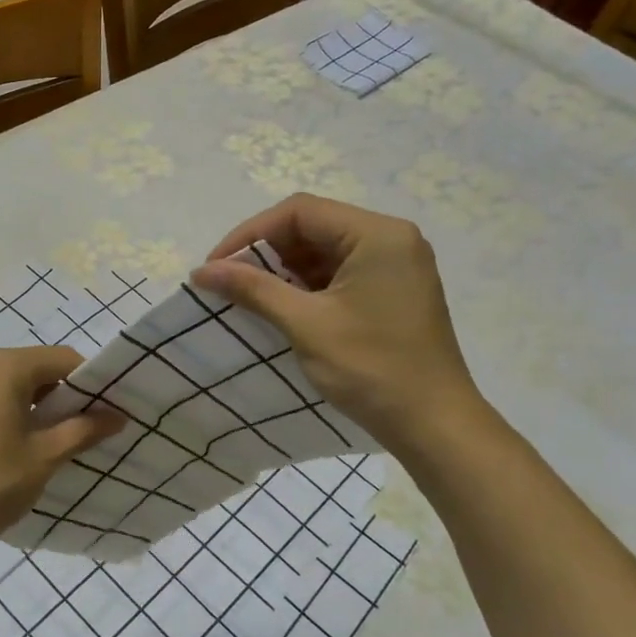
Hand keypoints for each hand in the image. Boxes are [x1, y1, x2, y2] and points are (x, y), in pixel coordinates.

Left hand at [0, 346, 121, 569]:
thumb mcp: (43, 459)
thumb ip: (83, 429)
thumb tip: (118, 415)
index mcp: (2, 367)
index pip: (61, 359)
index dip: (87, 383)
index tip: (99, 411)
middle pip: (26, 369)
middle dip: (52, 395)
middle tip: (66, 433)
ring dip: (19, 406)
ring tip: (27, 447)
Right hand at [191, 193, 482, 452]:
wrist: (434, 425)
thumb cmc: (371, 369)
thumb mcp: (306, 325)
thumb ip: (253, 289)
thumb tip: (201, 270)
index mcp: (377, 234)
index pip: (300, 212)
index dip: (251, 233)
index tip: (217, 265)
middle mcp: (391, 239)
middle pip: (313, 227)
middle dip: (266, 252)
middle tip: (229, 282)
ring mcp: (396, 266)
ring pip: (325, 251)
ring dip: (284, 270)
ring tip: (249, 297)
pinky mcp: (393, 291)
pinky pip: (340, 274)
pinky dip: (307, 286)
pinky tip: (282, 308)